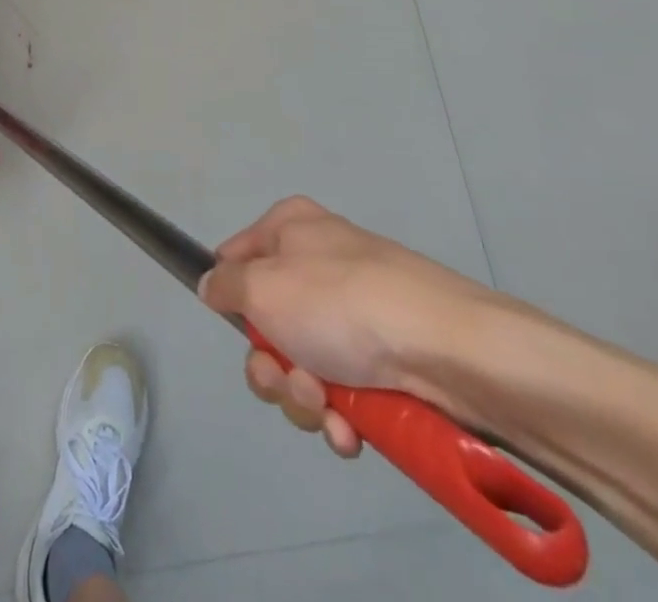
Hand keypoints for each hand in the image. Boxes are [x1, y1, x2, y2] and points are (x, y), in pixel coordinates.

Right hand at [200, 197, 503, 457]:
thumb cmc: (340, 304)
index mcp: (290, 228)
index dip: (230, 297)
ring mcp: (354, 312)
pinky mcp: (385, 359)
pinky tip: (352, 430)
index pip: (235, 257)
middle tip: (288, 380)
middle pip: (267, 322)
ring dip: (304, 397)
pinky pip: (342, 391)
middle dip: (271, 366)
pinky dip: (341, 415)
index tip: (236, 325)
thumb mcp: (261, 288)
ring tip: (329, 408)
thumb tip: (211, 285)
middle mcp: (319, 263)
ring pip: (302, 364)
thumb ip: (224, 285)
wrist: (447, 350)